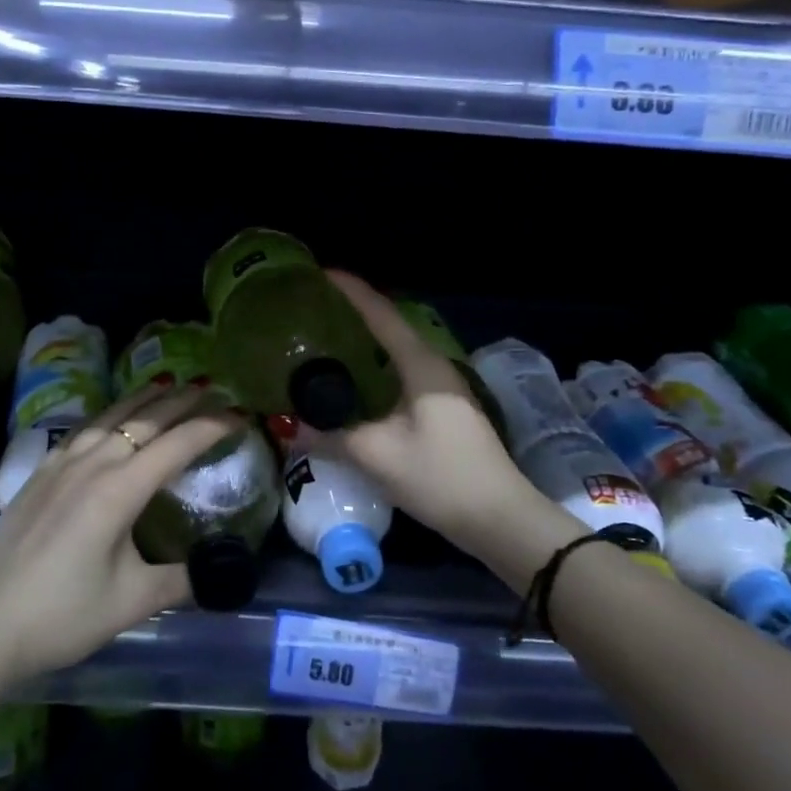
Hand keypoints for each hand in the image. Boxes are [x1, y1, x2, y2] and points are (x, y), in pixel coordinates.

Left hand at [0, 381, 241, 686]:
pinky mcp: (40, 472)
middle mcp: (93, 464)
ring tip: (168, 384)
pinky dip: (109, 414)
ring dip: (145, 399)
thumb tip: (218, 572)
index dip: (213, 426)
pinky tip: (111, 417)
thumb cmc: (61, 615)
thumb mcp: (130, 602)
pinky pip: (84, 429)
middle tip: (212, 388)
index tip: (240, 414)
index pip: (177, 444)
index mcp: (119, 490)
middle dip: (182, 401)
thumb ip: (180, 580)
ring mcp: (62, 464)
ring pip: (111, 416)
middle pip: (145, 419)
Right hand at [305, 272, 551, 559]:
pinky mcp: (443, 409)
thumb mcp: (378, 456)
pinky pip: (401, 373)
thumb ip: (331, 436)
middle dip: (353, 314)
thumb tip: (290, 426)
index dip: (352, 291)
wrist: (500, 518)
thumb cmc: (441, 477)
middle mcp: (434, 366)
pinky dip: (374, 368)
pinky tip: (353, 384)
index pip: (381, 314)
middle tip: (314, 310)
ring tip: (326, 341)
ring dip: (364, 343)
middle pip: (389, 327)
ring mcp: (442, 388)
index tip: (321, 272)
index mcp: (421, 365)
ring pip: (396, 352)